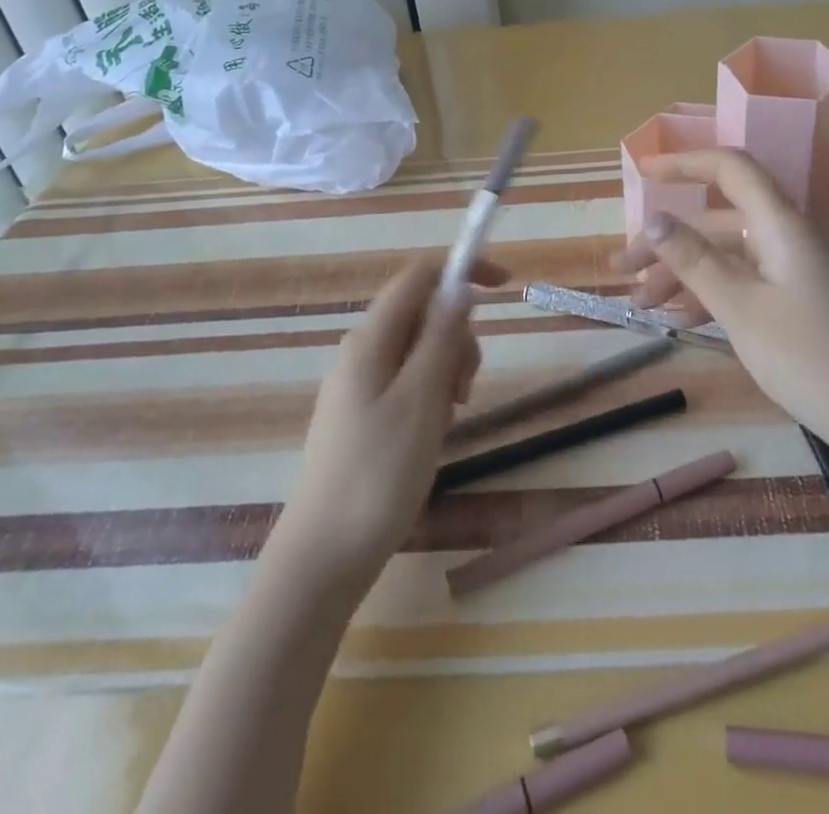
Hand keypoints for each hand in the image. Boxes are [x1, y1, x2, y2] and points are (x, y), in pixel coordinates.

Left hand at [269, 257, 505, 590]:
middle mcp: (361, 351)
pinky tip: (432, 434)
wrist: (323, 558)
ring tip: (448, 420)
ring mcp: (359, 384)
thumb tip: (459, 287)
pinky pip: (407, 382)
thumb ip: (441, 337)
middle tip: (464, 389)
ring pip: (418, 350)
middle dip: (457, 337)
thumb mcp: (422, 400)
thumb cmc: (378, 475)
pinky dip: (431, 395)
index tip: (505, 289)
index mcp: (371, 339)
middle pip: (422, 313)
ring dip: (446, 370)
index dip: (462, 270)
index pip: (419, 276)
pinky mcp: (362, 414)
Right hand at [614, 149, 828, 434]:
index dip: (684, 163)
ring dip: (685, 272)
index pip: (730, 169)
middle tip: (624, 270)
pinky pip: (746, 282)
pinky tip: (683, 322)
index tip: (642, 175)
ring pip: (729, 254)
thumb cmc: (813, 359)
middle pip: (719, 219)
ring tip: (643, 304)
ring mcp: (795, 270)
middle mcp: (788, 237)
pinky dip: (712, 294)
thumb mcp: (742, 310)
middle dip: (668, 240)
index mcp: (780, 224)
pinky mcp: (800, 301)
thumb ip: (695, 260)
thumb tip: (654, 218)